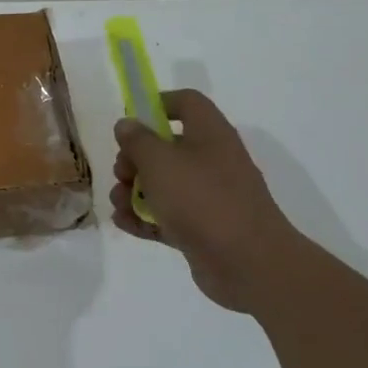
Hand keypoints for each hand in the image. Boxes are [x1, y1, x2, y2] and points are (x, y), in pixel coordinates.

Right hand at [110, 89, 304, 312]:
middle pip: (167, 146)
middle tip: (122, 173)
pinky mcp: (203, 228)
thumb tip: (127, 125)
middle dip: (135, 159)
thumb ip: (137, 140)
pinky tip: (123, 223)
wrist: (248, 264)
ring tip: (118, 204)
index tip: (131, 122)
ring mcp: (209, 196)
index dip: (157, 104)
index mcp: (210, 134)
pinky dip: (145, 217)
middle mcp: (212, 160)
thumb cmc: (202, 199)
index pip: (186, 102)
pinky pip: (168, 214)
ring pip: (164, 183)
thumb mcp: (159, 161)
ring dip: (134, 191)